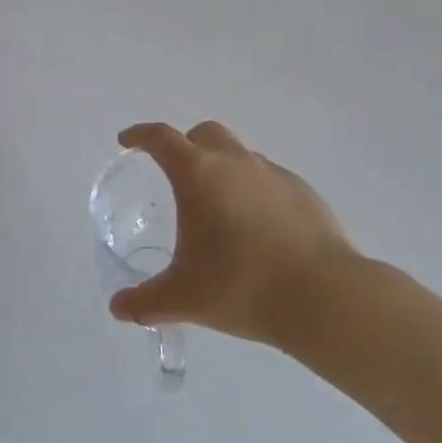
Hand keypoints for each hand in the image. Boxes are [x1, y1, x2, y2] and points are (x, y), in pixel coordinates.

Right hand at [108, 122, 358, 346]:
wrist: (323, 296)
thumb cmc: (242, 286)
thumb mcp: (185, 298)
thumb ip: (146, 302)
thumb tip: (118, 308)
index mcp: (198, 174)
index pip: (161, 138)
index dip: (140, 135)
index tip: (126, 141)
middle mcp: (234, 162)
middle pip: (204, 134)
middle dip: (185, 145)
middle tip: (177, 174)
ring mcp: (272, 173)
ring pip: (239, 155)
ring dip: (223, 169)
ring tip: (220, 209)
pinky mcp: (303, 192)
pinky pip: (268, 179)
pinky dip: (254, 191)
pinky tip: (258, 228)